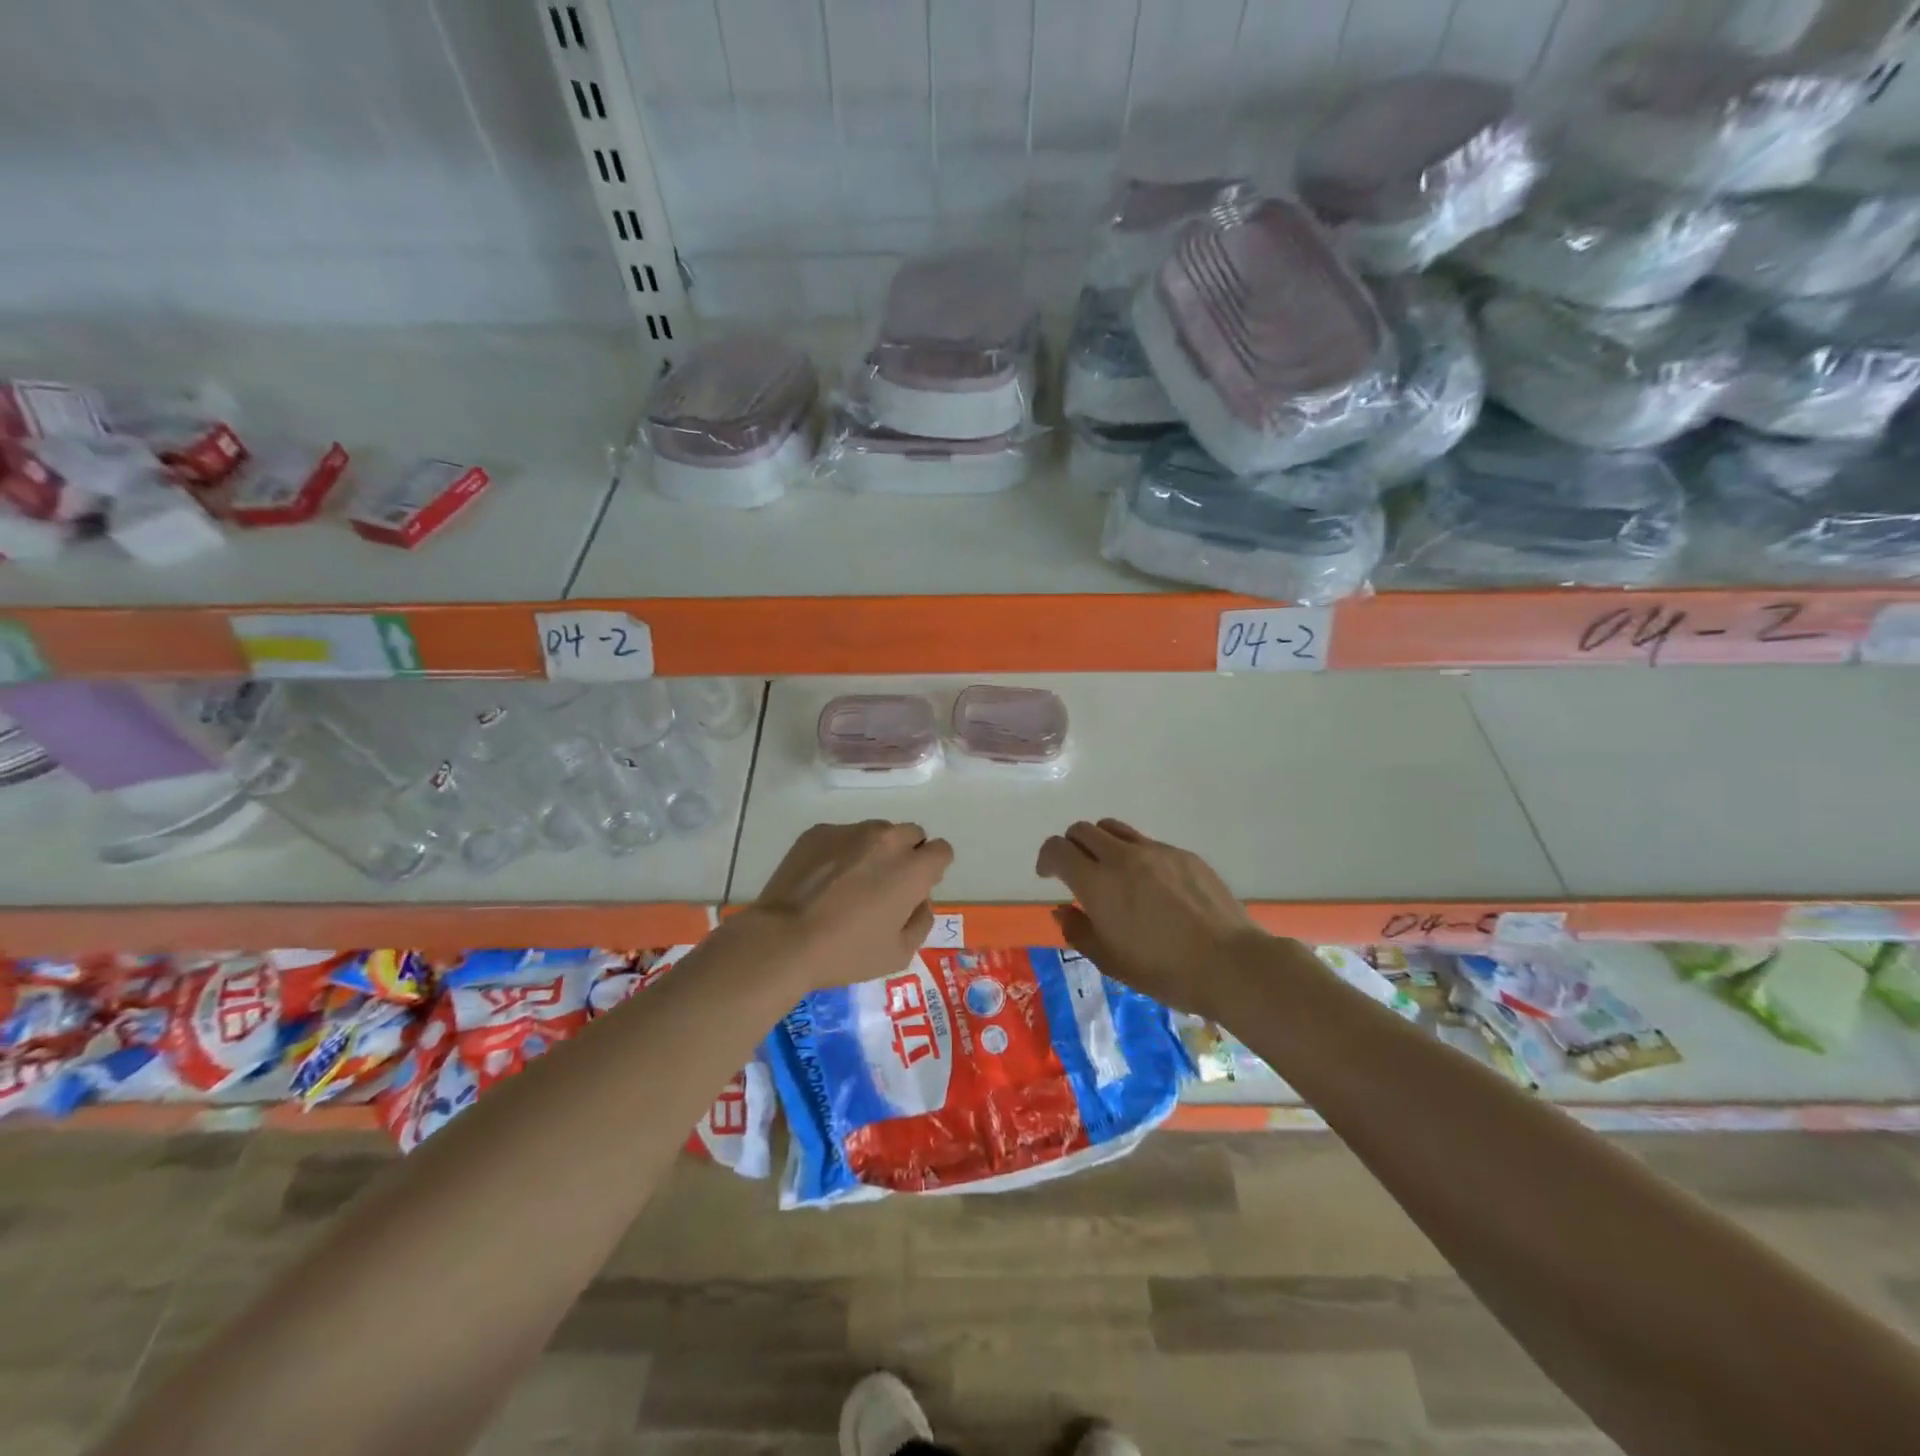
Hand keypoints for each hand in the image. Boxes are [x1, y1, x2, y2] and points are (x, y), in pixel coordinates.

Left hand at [741, 820, 953, 990]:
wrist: (782, 940)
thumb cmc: (846, 952)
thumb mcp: (899, 954)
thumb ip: (921, 921)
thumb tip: (920, 900)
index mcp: (912, 869)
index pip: (942, 850)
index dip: (933, 869)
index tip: (916, 888)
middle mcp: (887, 840)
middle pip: (912, 834)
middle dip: (907, 855)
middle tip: (885, 885)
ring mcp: (850, 831)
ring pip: (877, 832)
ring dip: (875, 850)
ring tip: (851, 882)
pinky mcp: (819, 832)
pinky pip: (843, 835)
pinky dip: (842, 851)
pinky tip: (823, 880)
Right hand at [1036, 818, 1264, 1016]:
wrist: (1230, 963)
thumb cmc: (1164, 971)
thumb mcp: (1110, 961)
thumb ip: (1078, 931)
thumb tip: (1062, 910)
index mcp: (1097, 883)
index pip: (1057, 849)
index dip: (1046, 858)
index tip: (1048, 876)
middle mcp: (1122, 857)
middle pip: (1083, 830)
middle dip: (1071, 846)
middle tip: (1077, 872)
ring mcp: (1156, 851)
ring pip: (1114, 829)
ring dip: (1101, 843)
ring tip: (1111, 871)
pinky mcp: (1183, 854)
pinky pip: (1147, 843)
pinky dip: (1135, 855)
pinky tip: (1152, 886)